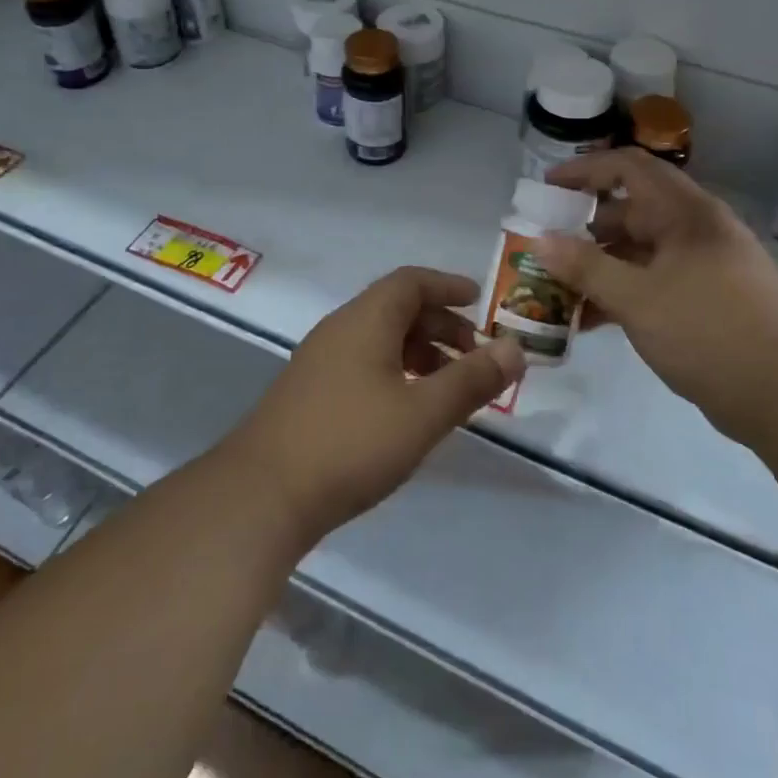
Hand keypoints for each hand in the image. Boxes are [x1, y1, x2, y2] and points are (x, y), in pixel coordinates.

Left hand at [225, 267, 524, 543]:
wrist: (261, 495)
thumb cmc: (351, 443)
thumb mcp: (423, 413)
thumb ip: (472, 380)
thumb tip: (517, 350)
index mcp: (366, 319)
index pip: (411, 282)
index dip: (448, 286)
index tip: (480, 301)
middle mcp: (340, 328)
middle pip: (396, 308)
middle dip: (441, 325)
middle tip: (474, 355)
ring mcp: (319, 360)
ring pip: (379, 338)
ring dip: (419, 351)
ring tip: (448, 386)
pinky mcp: (309, 392)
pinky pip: (363, 362)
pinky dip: (395, 371)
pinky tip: (407, 409)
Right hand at [539, 149, 777, 432]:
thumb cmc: (711, 331)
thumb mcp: (637, 298)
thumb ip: (585, 268)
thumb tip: (539, 241)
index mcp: (684, 213)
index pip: (628, 168)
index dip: (585, 170)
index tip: (547, 188)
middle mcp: (695, 231)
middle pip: (631, 211)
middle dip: (585, 226)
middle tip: (545, 246)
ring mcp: (704, 268)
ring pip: (641, 253)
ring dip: (600, 265)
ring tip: (559, 287)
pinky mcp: (708, 303)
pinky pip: (654, 284)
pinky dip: (623, 294)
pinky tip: (591, 320)